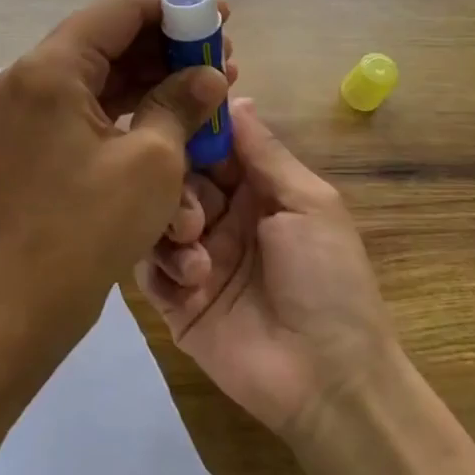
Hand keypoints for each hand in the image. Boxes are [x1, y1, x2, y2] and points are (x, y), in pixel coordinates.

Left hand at [0, 0, 232, 360]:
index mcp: (50, 70)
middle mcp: (31, 78)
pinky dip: (133, 103)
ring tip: (212, 79)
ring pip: (102, 72)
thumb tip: (209, 76)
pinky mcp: (39, 138)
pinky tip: (177, 109)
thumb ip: (182, 103)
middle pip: (108, 37)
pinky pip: (91, 103)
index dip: (171, 2)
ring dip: (155, 72)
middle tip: (222, 49)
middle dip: (168, 41)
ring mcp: (31, 109)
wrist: (27, 300)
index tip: (216, 6)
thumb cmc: (89, 227)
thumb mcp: (152, 161)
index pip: (116, 11)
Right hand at [139, 99, 395, 438]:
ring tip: (196, 250)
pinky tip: (191, 282)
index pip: (210, 146)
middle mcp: (220, 218)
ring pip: (154, 219)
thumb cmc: (328, 280)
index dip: (192, 130)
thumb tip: (234, 95)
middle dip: (178, 186)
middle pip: (176, 179)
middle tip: (197, 212)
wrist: (328, 379)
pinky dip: (163, 267)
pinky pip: (146, 268)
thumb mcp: (309, 204)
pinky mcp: (173, 300)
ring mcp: (194, 259)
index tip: (169, 111)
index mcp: (254, 192)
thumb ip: (264, 152)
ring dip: (170, 226)